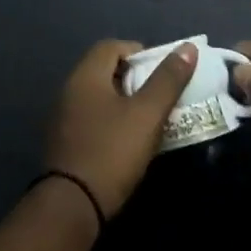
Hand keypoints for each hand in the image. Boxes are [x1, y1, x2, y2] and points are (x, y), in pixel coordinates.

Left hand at [43, 39, 198, 218]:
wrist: (74, 204)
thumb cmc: (113, 151)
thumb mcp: (147, 114)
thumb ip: (167, 80)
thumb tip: (188, 47)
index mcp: (85, 76)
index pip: (111, 46)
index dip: (139, 52)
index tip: (163, 71)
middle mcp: (69, 90)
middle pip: (104, 70)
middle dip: (135, 78)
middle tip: (161, 94)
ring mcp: (63, 117)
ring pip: (99, 96)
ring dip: (125, 101)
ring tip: (151, 118)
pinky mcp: (64, 142)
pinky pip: (92, 118)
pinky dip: (112, 120)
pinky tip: (129, 139)